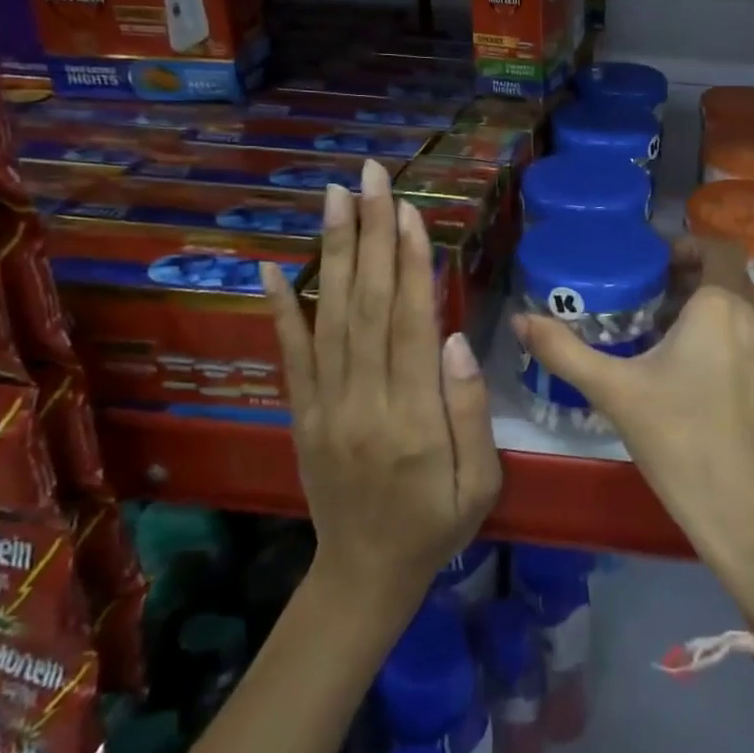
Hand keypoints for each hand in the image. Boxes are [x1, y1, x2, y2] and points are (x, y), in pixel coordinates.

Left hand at [261, 160, 500, 614]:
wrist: (365, 575)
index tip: (409, 211)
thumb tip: (455, 338)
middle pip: (368, 306)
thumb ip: (469, 410)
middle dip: (372, 234)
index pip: (409, 325)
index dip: (410, 265)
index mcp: (412, 420)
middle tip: (371, 177)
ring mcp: (325, 406)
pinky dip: (281, 308)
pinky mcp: (302, 413)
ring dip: (334, 252)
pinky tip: (273, 267)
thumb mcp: (480, 481)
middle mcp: (362, 403)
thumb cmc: (437, 524)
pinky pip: (290, 355)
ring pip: (331, 316)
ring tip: (335, 197)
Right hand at [511, 236, 753, 619]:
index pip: (718, 248)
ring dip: (710, 313)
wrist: (746, 516)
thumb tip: (520, 319)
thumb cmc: (678, 442)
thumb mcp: (614, 392)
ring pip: (743, 314)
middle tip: (650, 301)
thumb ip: (564, 351)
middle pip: (728, 280)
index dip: (688, 246)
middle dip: (691, 282)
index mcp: (721, 308)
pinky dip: (729, 342)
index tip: (655, 264)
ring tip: (667, 341)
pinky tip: (699, 382)